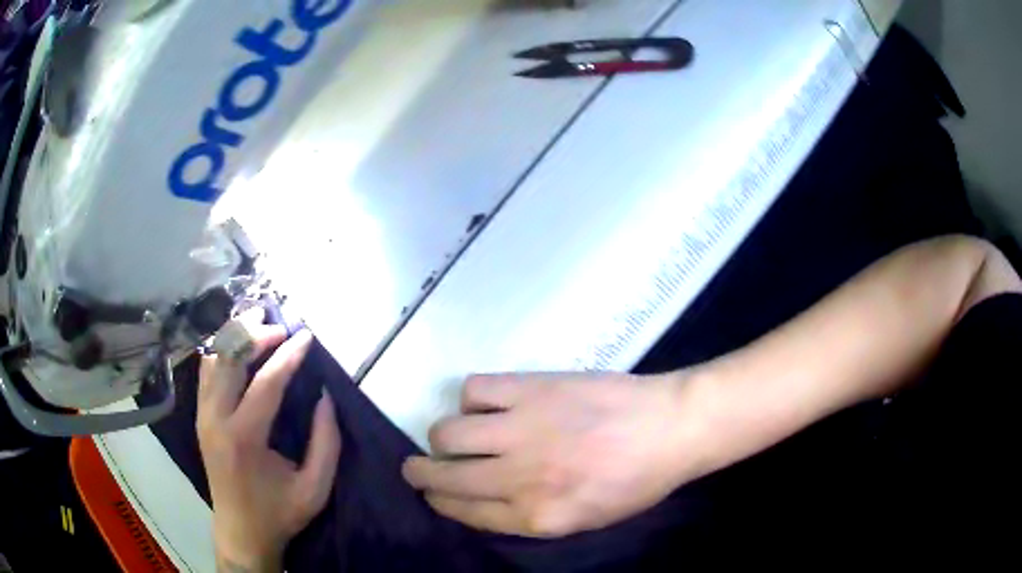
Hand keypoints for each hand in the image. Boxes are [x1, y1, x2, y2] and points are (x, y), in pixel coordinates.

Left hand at [198, 310, 341, 571]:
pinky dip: (221, 351)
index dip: (289, 356)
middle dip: (255, 334)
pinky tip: (236, 345)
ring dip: (234, 336)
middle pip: (230, 359)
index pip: (266, 382)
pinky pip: (206, 372)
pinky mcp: (200, 417)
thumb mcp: (315, 488)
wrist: (240, 532)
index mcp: (244, 438)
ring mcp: (203, 416)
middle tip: (280, 327)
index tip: (307, 336)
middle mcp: (216, 419)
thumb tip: (325, 398)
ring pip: (213, 359)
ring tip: (257, 323)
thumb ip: (326, 443)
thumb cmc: (279, 513)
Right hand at [402, 372, 704, 537]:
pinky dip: (472, 399)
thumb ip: (530, 516)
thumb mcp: (584, 519)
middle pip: (445, 476)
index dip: (440, 503)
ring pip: (447, 432)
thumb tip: (485, 499)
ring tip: (451, 435)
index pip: (465, 511)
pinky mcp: (530, 388)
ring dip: (441, 437)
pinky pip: (474, 390)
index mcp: (536, 517)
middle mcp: (519, 477)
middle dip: (420, 474)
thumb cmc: (636, 481)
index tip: (431, 494)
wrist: (671, 427)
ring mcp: (521, 429)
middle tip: (416, 467)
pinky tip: (487, 405)